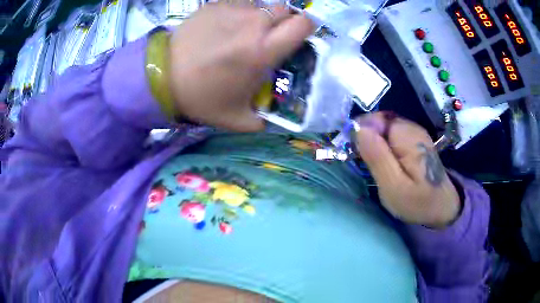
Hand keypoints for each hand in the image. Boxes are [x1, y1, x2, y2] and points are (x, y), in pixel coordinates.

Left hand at [168, 3, 313, 130]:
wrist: (162, 76)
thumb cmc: (201, 97)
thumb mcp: (238, 119)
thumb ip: (265, 119)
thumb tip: (280, 116)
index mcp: (262, 50)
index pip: (303, 25)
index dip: (307, 29)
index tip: (299, 38)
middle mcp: (252, 23)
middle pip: (286, 10)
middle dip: (285, 22)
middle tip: (271, 37)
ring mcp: (233, 9)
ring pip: (263, 5)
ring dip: (262, 17)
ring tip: (246, 32)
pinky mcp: (215, 4)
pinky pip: (240, 3)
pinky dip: (241, 12)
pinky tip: (227, 27)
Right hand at [353, 113, 460, 227]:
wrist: (442, 205)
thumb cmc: (418, 201)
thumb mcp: (393, 186)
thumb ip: (377, 157)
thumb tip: (359, 129)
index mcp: (406, 136)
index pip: (374, 120)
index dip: (360, 133)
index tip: (355, 154)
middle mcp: (410, 127)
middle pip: (378, 121)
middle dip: (367, 138)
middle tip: (365, 163)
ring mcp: (413, 131)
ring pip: (383, 127)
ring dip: (374, 142)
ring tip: (375, 165)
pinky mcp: (414, 138)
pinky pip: (391, 134)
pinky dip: (383, 145)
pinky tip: (386, 162)